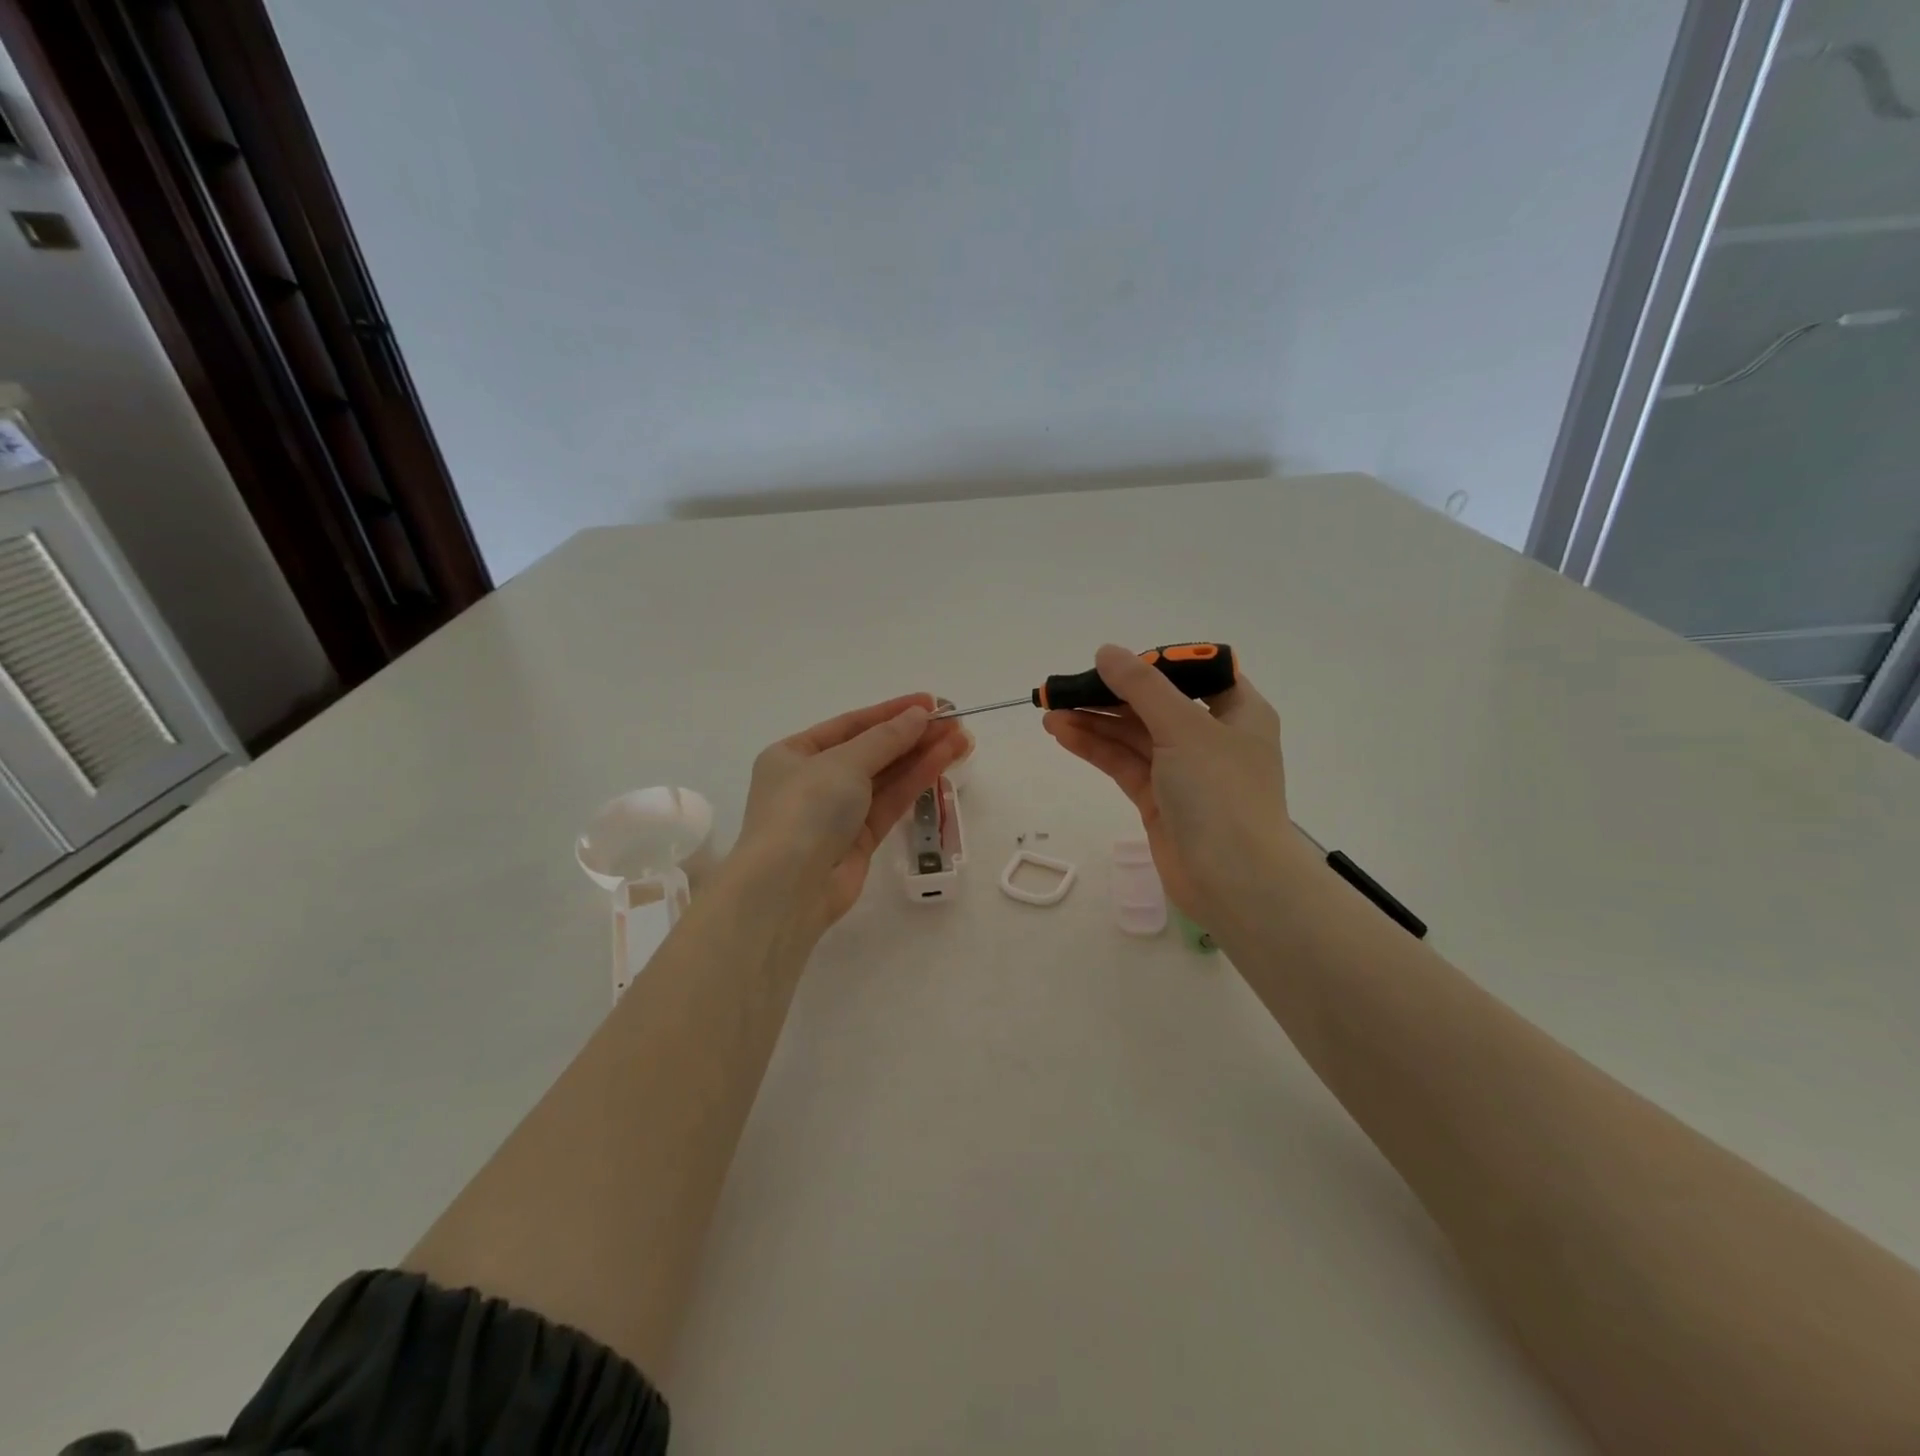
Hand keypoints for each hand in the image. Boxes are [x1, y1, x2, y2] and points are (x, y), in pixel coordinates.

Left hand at [733, 693, 967, 935]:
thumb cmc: (806, 809)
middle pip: (872, 751)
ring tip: (962, 739)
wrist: (789, 887)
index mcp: (794, 754)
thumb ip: (886, 738)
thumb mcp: (844, 762)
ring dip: (922, 756)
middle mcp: (814, 780)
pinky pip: (891, 803)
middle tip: (955, 720)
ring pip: (886, 777)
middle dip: (913, 735)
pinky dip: (916, 782)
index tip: (930, 702)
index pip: (850, 725)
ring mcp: (838, 812)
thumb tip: (919, 715)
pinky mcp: (859, 840)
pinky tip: (943, 761)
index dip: (891, 712)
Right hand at [1044, 645, 1297, 924]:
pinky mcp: (1159, 800)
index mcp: (1237, 711)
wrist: (1234, 882)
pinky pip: (1124, 764)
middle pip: (1154, 704)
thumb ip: (1142, 687)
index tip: (1113, 662)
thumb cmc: (1221, 792)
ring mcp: (1184, 771)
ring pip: (1133, 735)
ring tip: (1049, 711)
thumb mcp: (1183, 728)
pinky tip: (1063, 734)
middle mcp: (1212, 736)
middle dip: (1109, 694)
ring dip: (1094, 722)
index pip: (1195, 674)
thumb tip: (1107, 651)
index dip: (1154, 664)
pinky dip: (1095, 748)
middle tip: (1064, 687)